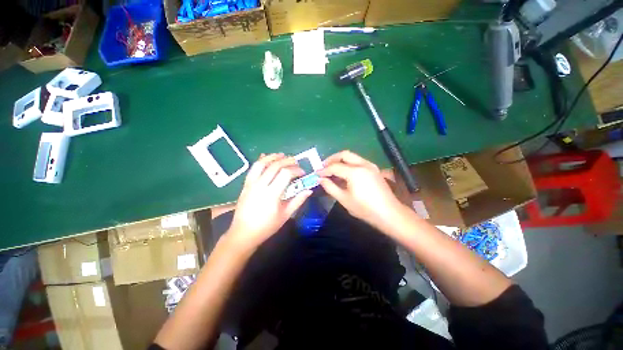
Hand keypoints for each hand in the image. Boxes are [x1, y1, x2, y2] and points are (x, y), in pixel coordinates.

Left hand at [227, 153, 311, 249]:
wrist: (243, 233)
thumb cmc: (266, 227)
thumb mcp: (285, 215)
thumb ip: (298, 201)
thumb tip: (309, 190)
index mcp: (272, 194)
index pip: (285, 174)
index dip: (296, 170)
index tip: (303, 173)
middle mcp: (260, 185)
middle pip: (275, 166)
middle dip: (287, 161)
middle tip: (296, 162)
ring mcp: (251, 184)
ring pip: (261, 163)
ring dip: (273, 157)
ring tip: (282, 155)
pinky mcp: (245, 185)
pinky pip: (253, 169)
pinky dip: (261, 161)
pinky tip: (266, 157)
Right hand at [317, 150, 405, 230]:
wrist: (389, 214)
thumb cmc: (365, 209)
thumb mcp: (344, 199)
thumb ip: (330, 187)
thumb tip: (320, 179)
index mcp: (355, 172)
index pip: (335, 167)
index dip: (324, 170)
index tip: (316, 174)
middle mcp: (363, 164)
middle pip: (344, 154)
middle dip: (332, 159)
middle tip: (323, 167)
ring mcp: (370, 165)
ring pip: (352, 156)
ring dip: (340, 160)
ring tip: (332, 170)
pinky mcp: (374, 169)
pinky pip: (358, 161)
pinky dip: (348, 164)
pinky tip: (344, 173)